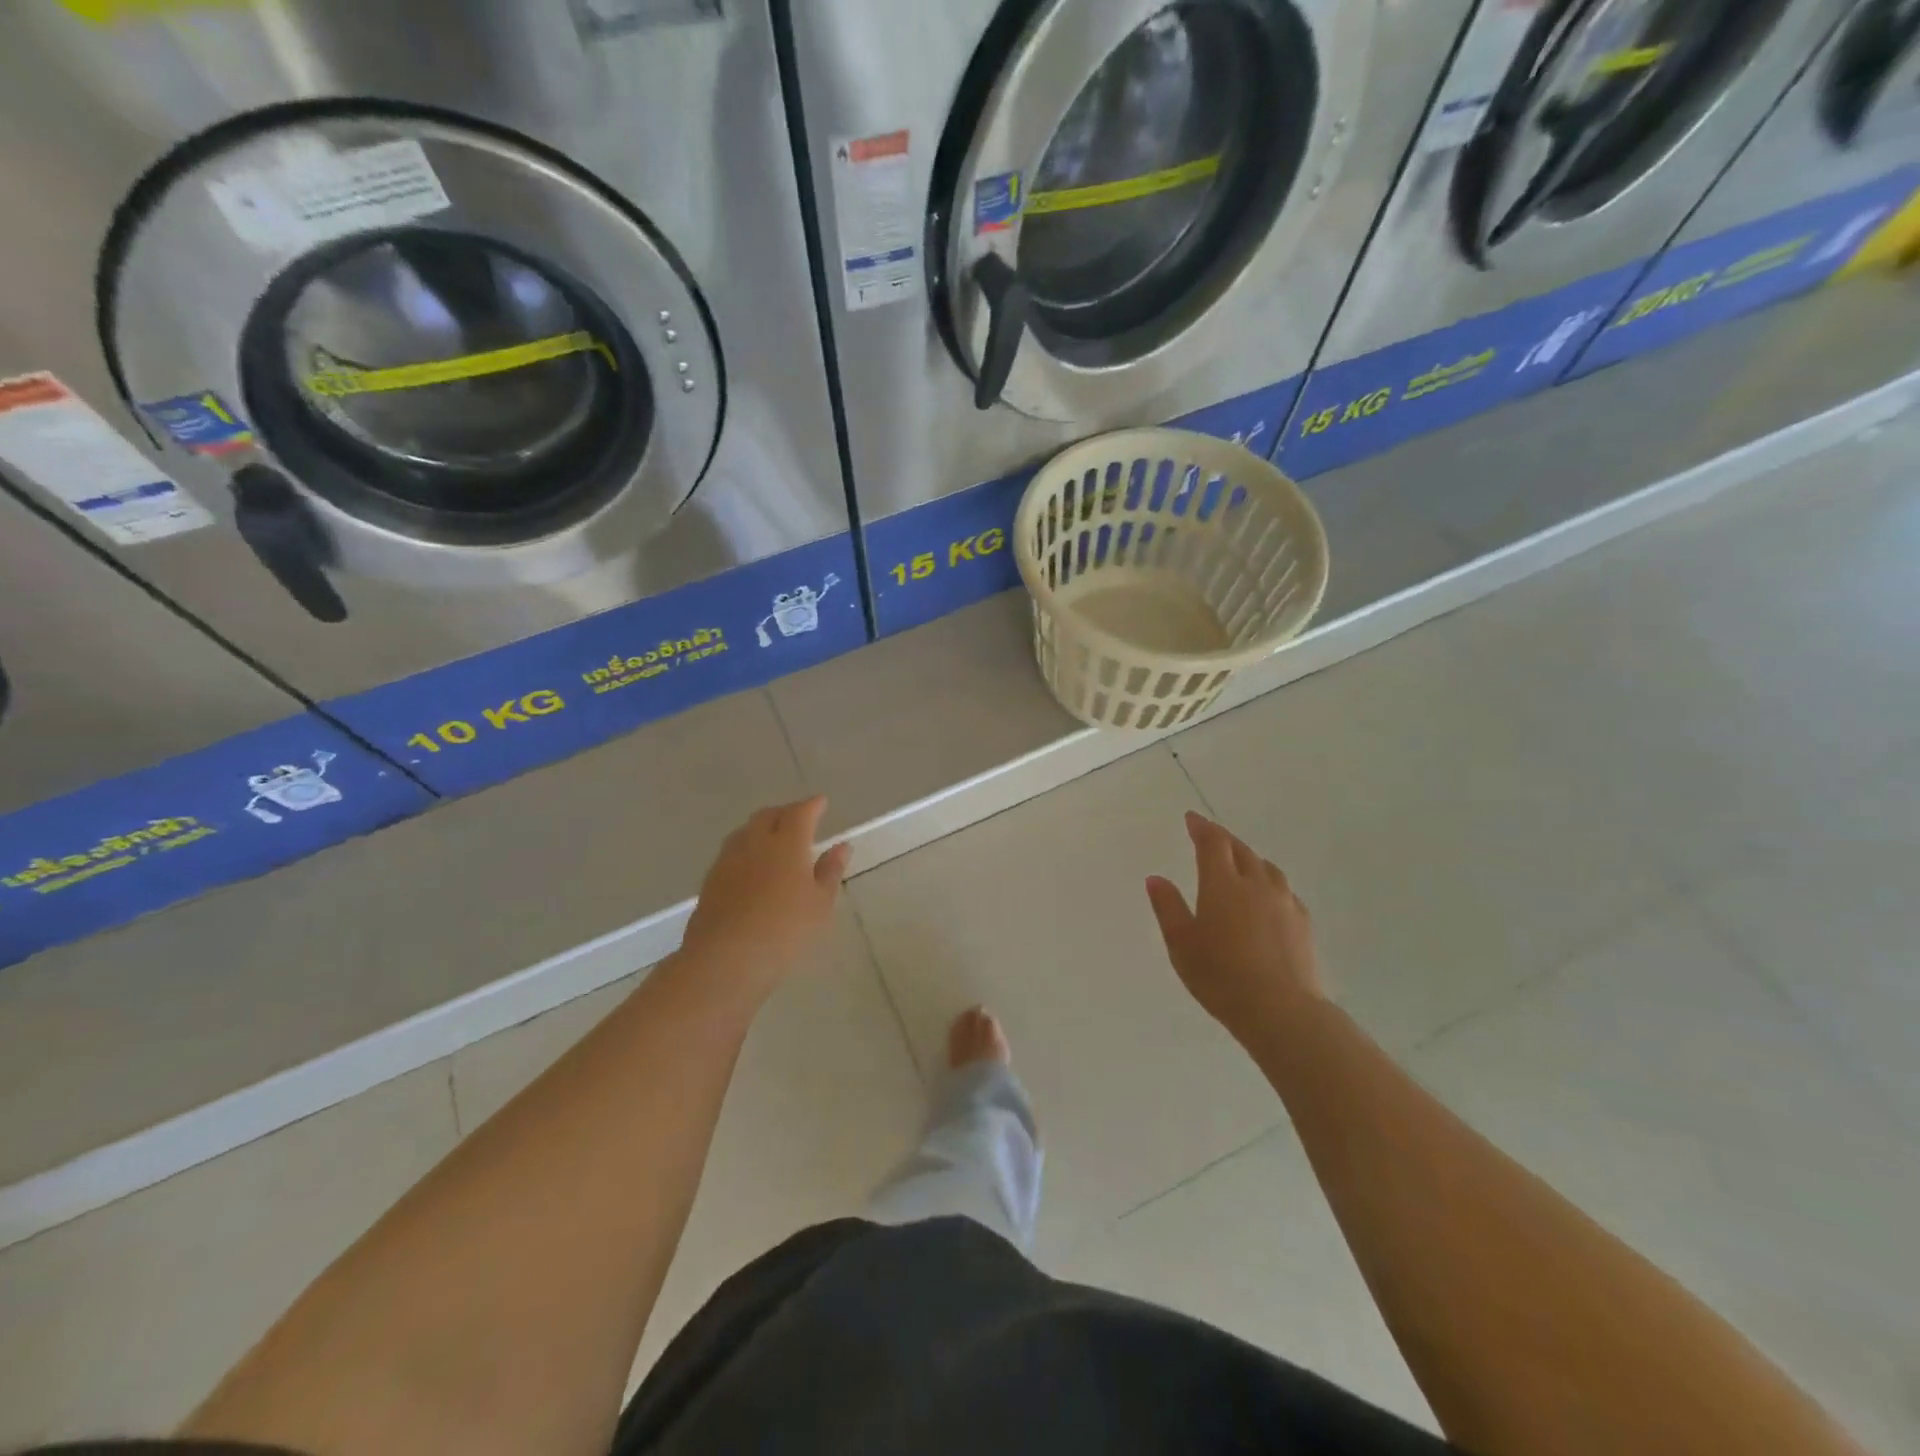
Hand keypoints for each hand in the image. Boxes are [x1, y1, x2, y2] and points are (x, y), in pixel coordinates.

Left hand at [680, 796, 850, 1002]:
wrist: (724, 960)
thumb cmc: (784, 930)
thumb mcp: (820, 903)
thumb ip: (830, 871)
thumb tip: (841, 846)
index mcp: (786, 843)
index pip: (800, 812)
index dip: (812, 805)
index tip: (821, 802)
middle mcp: (755, 842)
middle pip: (768, 815)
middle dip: (785, 812)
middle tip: (799, 820)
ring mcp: (728, 859)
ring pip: (746, 831)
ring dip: (762, 828)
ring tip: (775, 840)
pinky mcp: (711, 880)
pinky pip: (732, 851)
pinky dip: (747, 849)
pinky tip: (753, 867)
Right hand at [1146, 812, 1324, 1043]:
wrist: (1281, 1010)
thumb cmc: (1220, 976)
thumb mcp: (1181, 944)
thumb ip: (1168, 908)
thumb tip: (1156, 878)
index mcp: (1222, 884)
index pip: (1213, 843)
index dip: (1201, 827)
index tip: (1191, 818)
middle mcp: (1255, 884)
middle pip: (1241, 850)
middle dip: (1223, 839)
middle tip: (1210, 837)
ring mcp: (1284, 902)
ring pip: (1266, 867)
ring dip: (1249, 858)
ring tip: (1240, 862)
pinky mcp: (1303, 922)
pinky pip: (1283, 889)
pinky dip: (1269, 882)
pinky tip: (1267, 897)